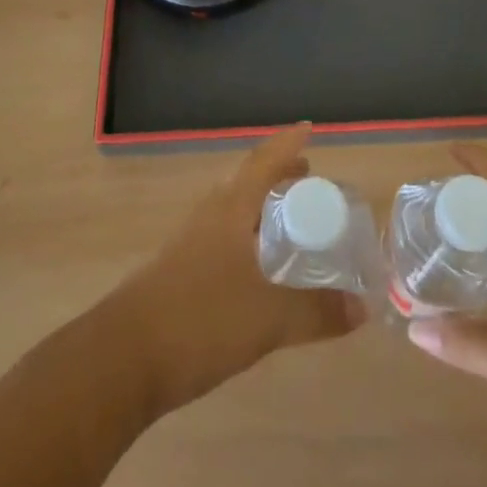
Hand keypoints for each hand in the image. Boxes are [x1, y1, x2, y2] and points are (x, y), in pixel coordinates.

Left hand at [106, 125, 364, 415]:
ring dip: (260, 209)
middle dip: (277, 176)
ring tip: (287, 223)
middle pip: (246, 183)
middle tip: (308, 180)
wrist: (123, 358)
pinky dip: (246, 240)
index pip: (263, 162)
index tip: (309, 129)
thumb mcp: (268, 318)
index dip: (287, 144)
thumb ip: (316, 311)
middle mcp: (208, 216)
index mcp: (229, 209)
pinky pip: (222, 240)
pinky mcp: (178, 273)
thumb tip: (362, 307)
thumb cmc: (200, 320)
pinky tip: (257, 271)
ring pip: (232, 212)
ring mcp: (188, 244)